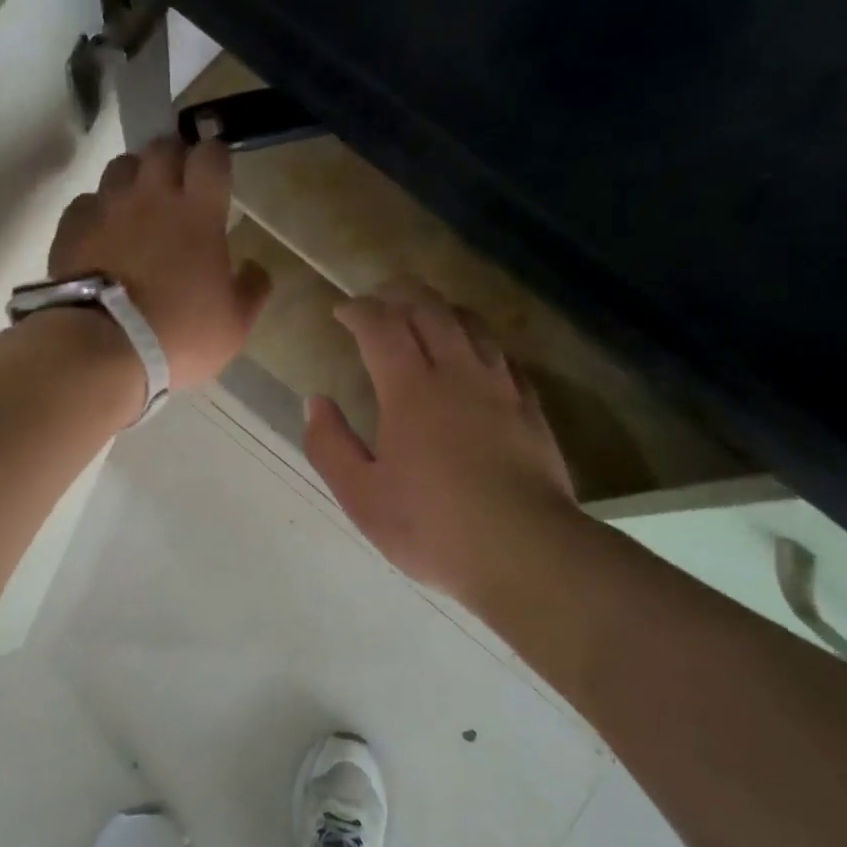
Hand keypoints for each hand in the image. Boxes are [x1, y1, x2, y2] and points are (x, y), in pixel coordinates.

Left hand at [49, 137, 270, 391]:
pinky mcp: (72, 227)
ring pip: (121, 165)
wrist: (103, 349)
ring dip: (135, 176)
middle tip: (179, 181)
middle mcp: (152, 197)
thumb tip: (256, 268)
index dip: (215, 157)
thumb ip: (251, 290)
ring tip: (139, 202)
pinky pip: (87, 201)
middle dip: (174, 156)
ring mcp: (108, 208)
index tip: (217, 171)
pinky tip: (103, 231)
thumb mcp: (233, 326)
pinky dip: (98, 209)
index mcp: (198, 213)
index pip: (210, 157)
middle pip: (162, 148)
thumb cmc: (179, 335)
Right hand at [304, 279, 576, 604]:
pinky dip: (478, 342)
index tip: (342, 311)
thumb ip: (330, 445)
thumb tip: (316, 402)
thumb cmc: (432, 527)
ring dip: (442, 310)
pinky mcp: (530, 408)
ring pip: (471, 325)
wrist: (525, 551)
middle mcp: (458, 373)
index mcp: (411, 390)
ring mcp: (501, 387)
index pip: (381, 326)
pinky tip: (475, 359)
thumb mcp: (361, 497)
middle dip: (400, 294)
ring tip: (425, 316)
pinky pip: (502, 356)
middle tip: (380, 299)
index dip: (359, 310)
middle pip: (430, 309)